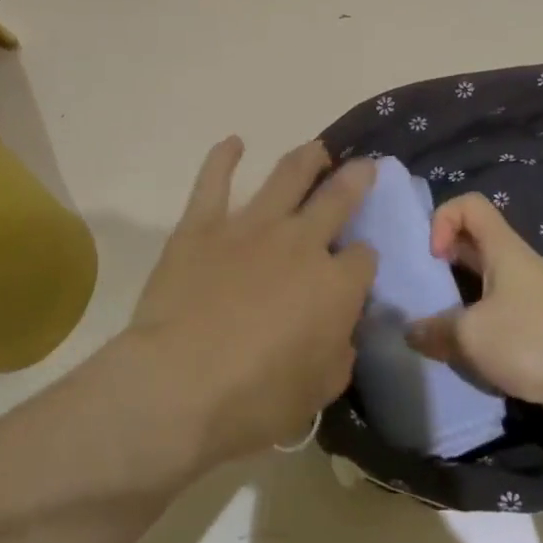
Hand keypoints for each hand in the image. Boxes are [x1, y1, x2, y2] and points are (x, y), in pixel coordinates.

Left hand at [125, 139, 377, 466]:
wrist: (178, 385)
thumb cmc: (254, 399)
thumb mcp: (317, 391)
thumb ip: (338, 353)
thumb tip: (341, 331)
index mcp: (334, 284)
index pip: (363, 259)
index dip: (363, 262)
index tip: (357, 269)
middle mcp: (300, 242)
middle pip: (337, 199)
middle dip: (355, 180)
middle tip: (364, 166)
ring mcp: (250, 226)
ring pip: (287, 177)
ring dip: (307, 159)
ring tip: (317, 149)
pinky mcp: (203, 224)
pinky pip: (213, 180)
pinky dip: (223, 158)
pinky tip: (233, 143)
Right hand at [406, 192, 542, 439]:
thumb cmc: (532, 340)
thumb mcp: (471, 335)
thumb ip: (434, 331)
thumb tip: (410, 332)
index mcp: (503, 249)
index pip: (470, 205)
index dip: (443, 219)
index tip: (433, 257)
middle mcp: (518, 266)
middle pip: (475, 243)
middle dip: (445, 261)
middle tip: (424, 290)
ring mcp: (532, 299)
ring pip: (486, 285)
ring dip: (461, 301)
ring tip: (440, 329)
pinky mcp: (541, 333)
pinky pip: (500, 318)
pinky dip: (481, 331)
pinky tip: (470, 357)